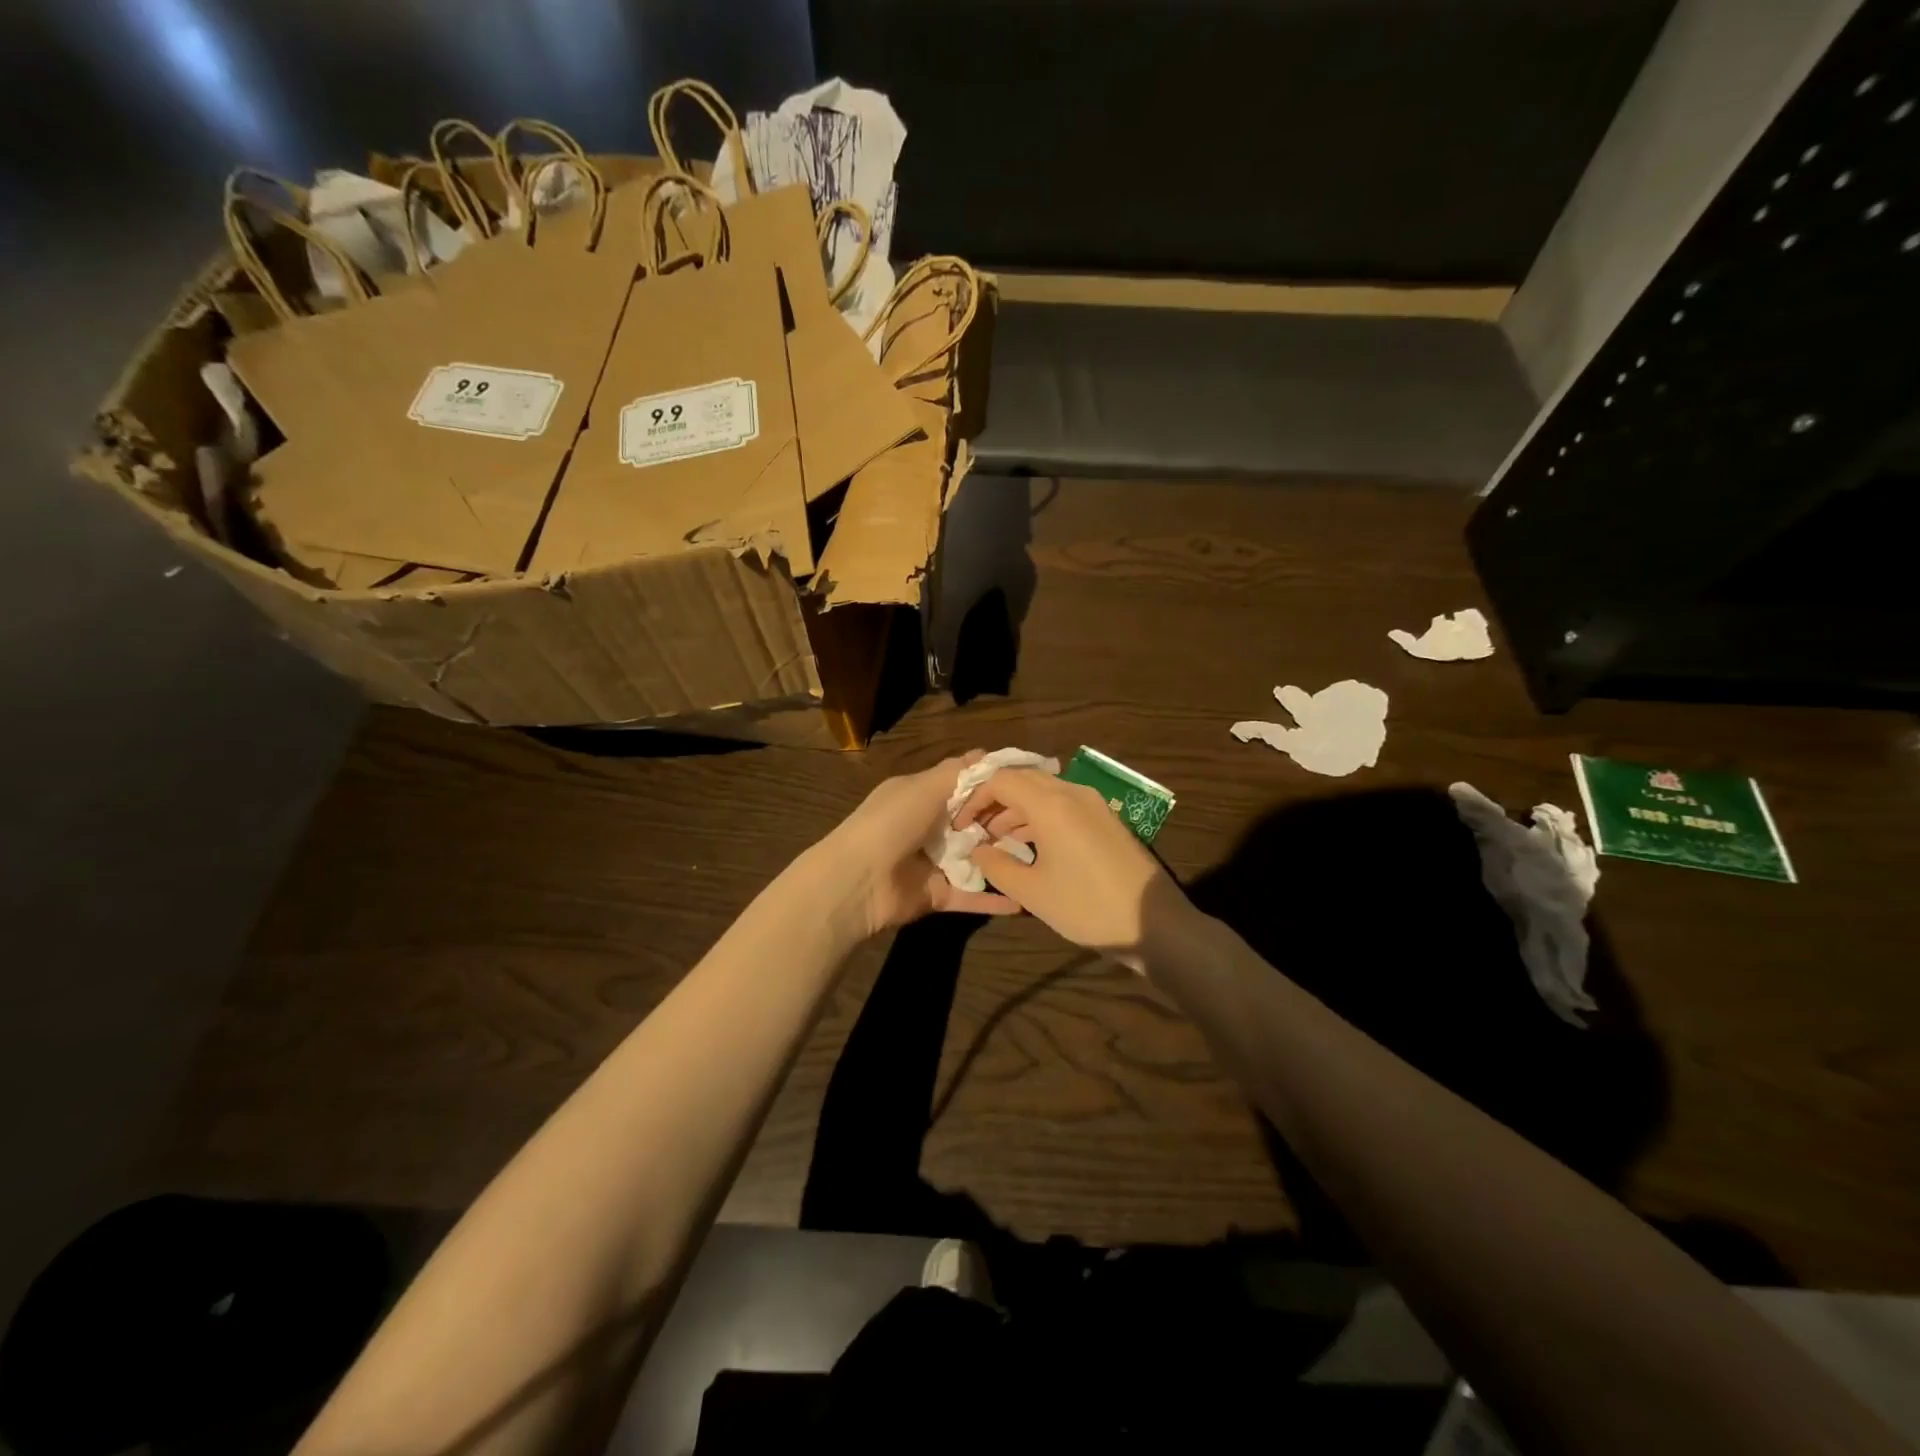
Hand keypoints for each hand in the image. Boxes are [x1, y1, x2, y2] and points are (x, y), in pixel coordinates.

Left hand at [821, 751, 1020, 937]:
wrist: (858, 881)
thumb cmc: (891, 822)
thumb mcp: (923, 787)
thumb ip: (957, 772)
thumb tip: (986, 753)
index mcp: (921, 796)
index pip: (963, 787)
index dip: (992, 786)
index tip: (1027, 786)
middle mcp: (928, 827)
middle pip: (974, 823)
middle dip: (1003, 823)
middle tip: (1039, 824)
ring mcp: (934, 863)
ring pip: (976, 859)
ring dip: (1003, 859)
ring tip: (1042, 858)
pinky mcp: (938, 895)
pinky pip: (971, 895)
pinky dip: (995, 898)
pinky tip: (1026, 899)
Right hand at [954, 769, 1189, 969]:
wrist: (1153, 923)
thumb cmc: (1086, 906)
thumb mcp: (1031, 891)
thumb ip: (996, 865)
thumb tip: (978, 848)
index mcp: (1051, 804)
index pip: (1001, 780)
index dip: (975, 798)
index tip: (962, 824)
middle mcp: (1072, 792)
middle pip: (1024, 780)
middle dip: (995, 800)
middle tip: (976, 828)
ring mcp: (1093, 804)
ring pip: (1044, 792)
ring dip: (1017, 809)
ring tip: (999, 840)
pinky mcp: (1106, 819)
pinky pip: (1063, 805)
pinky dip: (1040, 816)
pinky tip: (1030, 844)